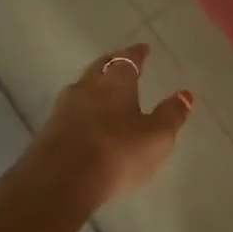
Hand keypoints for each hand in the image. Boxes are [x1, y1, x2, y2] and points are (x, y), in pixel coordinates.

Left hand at [31, 44, 193, 208]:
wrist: (59, 182)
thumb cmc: (117, 152)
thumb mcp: (156, 137)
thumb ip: (171, 115)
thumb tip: (185, 94)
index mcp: (115, 81)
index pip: (128, 58)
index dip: (137, 53)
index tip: (143, 49)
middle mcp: (87, 86)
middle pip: (101, 67)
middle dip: (113, 64)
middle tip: (122, 63)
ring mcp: (63, 108)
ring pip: (82, 88)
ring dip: (93, 87)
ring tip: (103, 92)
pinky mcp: (48, 132)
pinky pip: (69, 112)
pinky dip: (81, 111)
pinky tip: (85, 121)